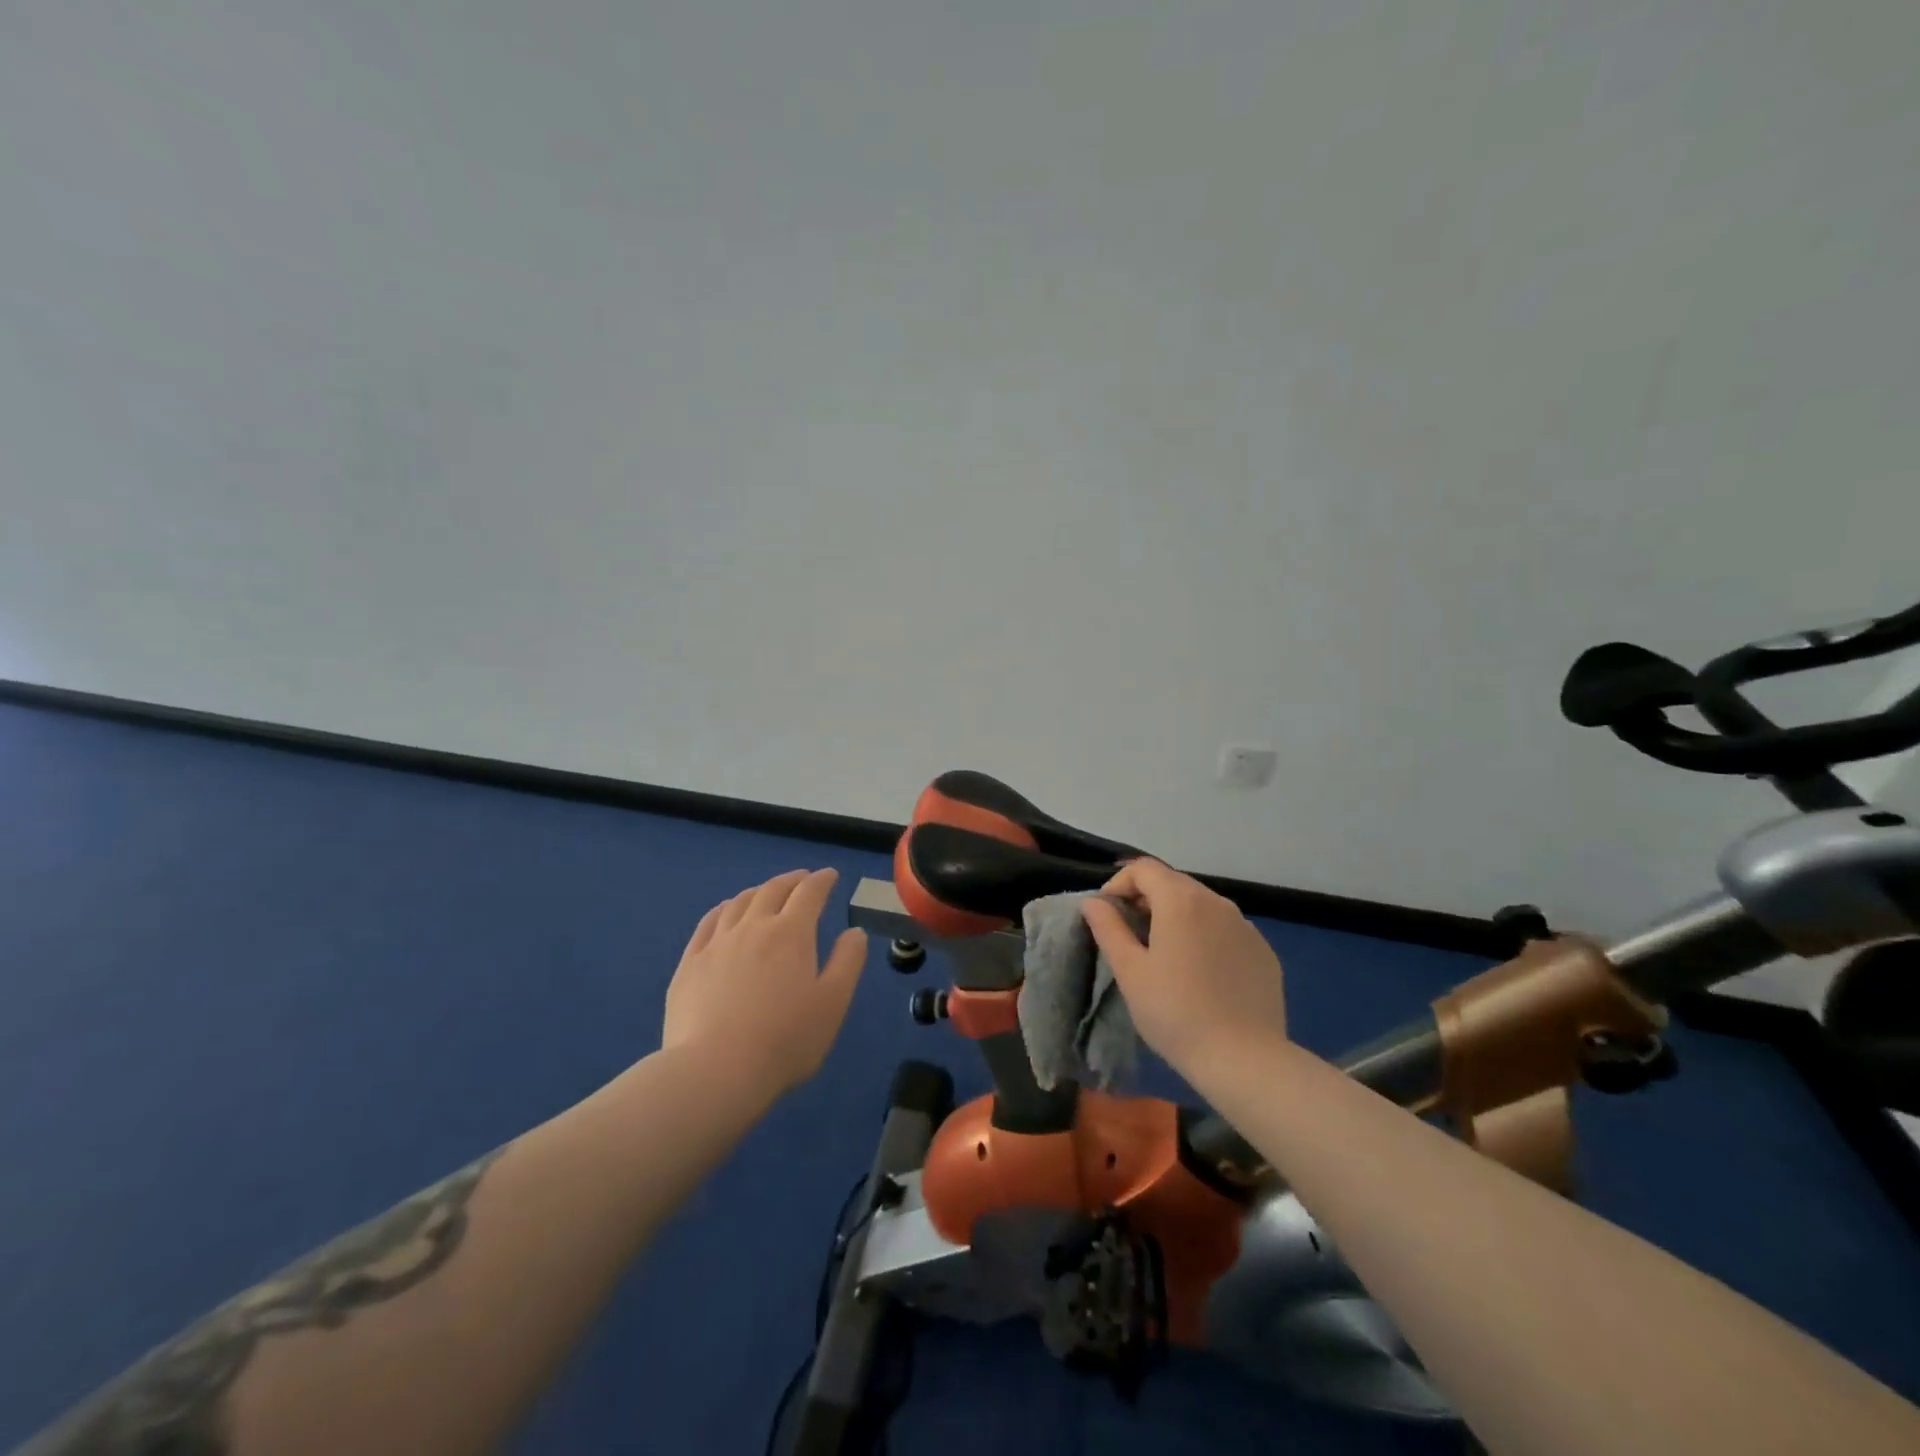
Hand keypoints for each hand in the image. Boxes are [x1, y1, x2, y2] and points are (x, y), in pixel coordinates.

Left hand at [664, 868, 869, 1098]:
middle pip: (773, 890)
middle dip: (792, 880)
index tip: (831, 875)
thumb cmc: (785, 1040)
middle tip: (802, 879)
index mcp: (791, 933)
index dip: (822, 880)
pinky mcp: (689, 964)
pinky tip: (724, 912)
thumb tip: (854, 932)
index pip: (810, 893)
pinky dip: (723, 909)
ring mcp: (717, 943)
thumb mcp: (834, 1003)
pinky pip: (708, 923)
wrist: (715, 1072)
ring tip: (766, 892)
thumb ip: (848, 962)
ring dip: (758, 891)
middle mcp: (753, 926)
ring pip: (739, 902)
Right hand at [1081, 859, 1289, 1073]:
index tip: (1107, 914)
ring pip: (1202, 906)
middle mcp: (1217, 902)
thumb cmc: (1176, 1013)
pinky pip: (1226, 930)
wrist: (1245, 1060)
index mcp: (1180, 901)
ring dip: (1177, 917)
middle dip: (1146, 900)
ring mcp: (1245, 926)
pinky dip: (1206, 937)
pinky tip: (1201, 974)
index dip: (1119, 884)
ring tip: (1165, 955)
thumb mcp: (1130, 972)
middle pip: (1174, 883)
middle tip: (1130, 935)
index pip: (1143, 869)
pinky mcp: (1263, 951)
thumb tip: (1093, 902)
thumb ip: (1108, 928)